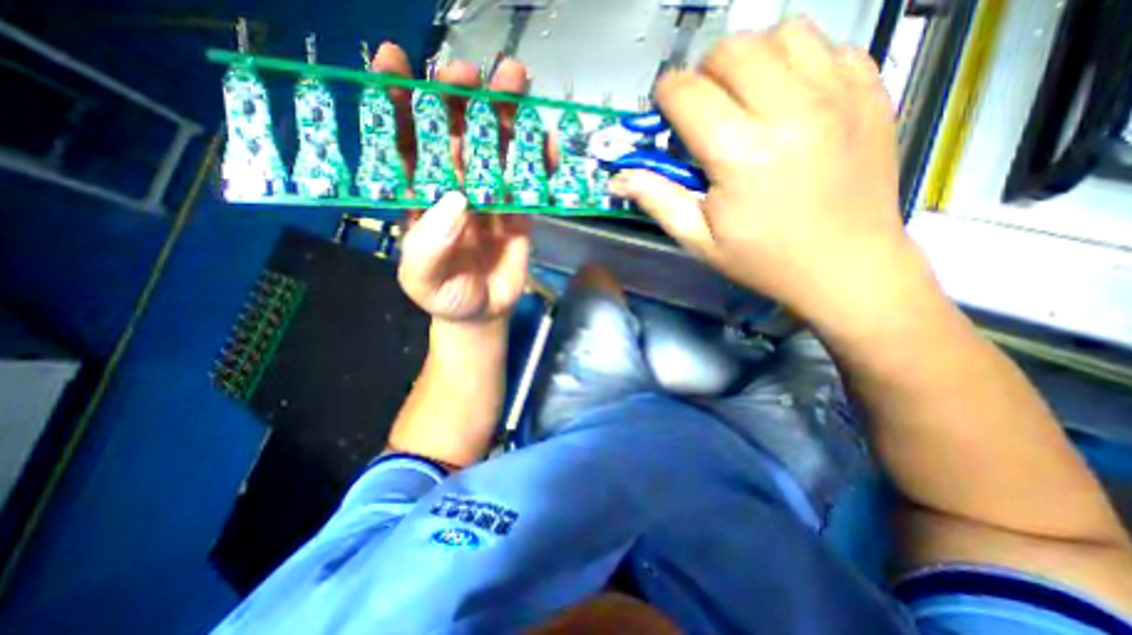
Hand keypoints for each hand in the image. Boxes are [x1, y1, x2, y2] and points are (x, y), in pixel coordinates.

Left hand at [371, 42, 531, 323]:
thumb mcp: (422, 280)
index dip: (396, 101)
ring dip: (504, 112)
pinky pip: (529, 178)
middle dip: (459, 97)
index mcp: (419, 195)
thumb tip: (456, 199)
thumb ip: (429, 246)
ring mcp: (489, 194)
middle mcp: (453, 185)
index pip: (403, 141)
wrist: (483, 311)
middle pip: (454, 131)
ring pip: (495, 145)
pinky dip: (539, 158)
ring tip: (517, 81)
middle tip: (471, 75)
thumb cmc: (445, 296)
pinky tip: (548, 143)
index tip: (394, 60)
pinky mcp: (518, 208)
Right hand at [611, 20, 918, 321]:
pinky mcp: (869, 90)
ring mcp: (838, 93)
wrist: (847, 266)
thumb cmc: (764, 260)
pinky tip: (789, 100)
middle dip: (703, 76)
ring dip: (750, 61)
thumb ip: (658, 200)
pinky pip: (825, 46)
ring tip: (746, 100)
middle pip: (730, 51)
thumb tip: (619, 178)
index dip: (665, 97)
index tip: (666, 116)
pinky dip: (796, 62)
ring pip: (780, 34)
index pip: (686, 92)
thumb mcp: (700, 240)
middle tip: (704, 112)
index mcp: (741, 154)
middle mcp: (790, 111)